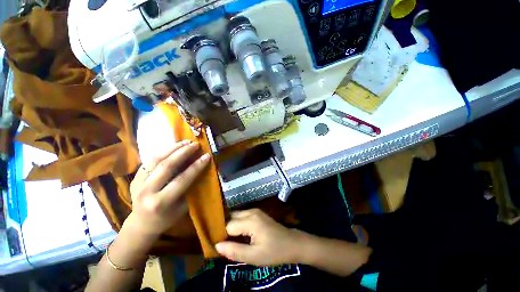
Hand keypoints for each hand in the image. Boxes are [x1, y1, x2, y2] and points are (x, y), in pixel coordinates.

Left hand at [126, 140, 210, 237]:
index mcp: (161, 202)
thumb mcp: (183, 208)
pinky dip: (163, 151)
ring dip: (173, 148)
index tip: (207, 156)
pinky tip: (173, 147)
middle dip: (183, 152)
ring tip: (185, 141)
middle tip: (195, 144)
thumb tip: (200, 170)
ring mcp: (138, 183)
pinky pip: (150, 160)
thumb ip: (190, 189)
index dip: (196, 166)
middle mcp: (147, 191)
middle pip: (167, 166)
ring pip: (156, 159)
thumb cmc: (166, 218)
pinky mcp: (134, 177)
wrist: (141, 224)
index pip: (182, 179)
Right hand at [215, 209, 305, 265]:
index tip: (217, 247)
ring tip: (227, 240)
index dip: (221, 236)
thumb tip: (216, 246)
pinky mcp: (257, 213)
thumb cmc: (274, 251)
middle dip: (224, 229)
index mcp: (250, 220)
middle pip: (230, 217)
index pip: (228, 226)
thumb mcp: (254, 257)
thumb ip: (234, 251)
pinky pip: (242, 216)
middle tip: (221, 244)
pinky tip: (237, 235)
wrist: (292, 243)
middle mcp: (251, 211)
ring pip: (235, 215)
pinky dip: (237, 224)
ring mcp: (255, 211)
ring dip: (230, 226)